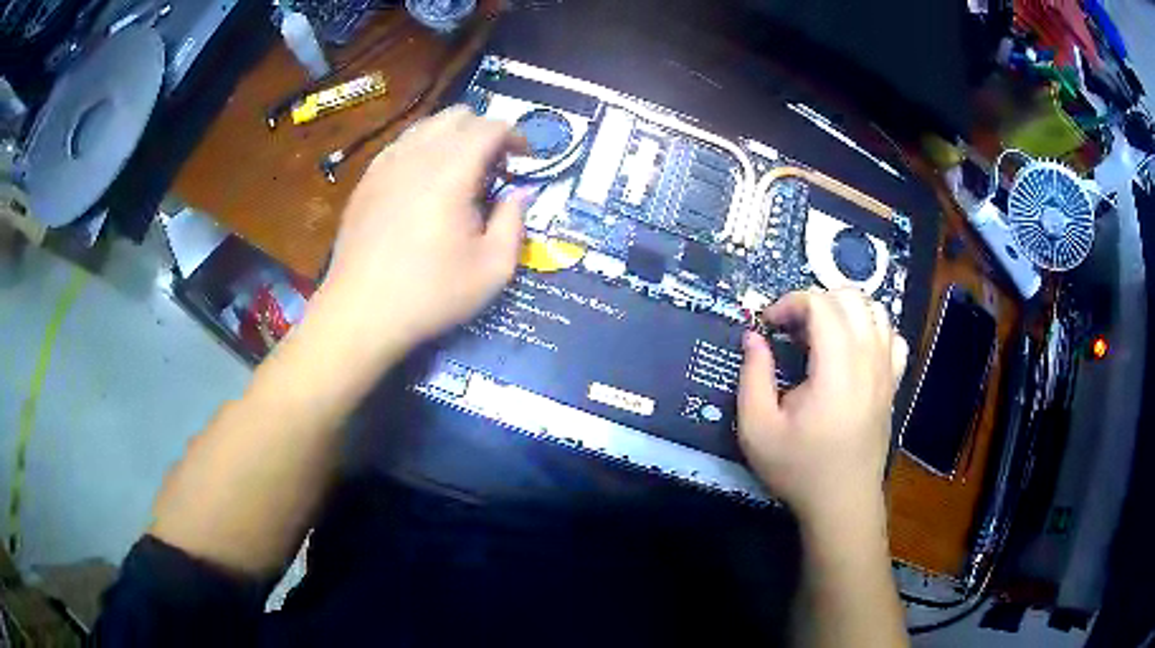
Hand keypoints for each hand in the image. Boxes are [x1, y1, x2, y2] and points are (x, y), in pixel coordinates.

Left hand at [314, 106, 527, 364]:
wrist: (361, 313)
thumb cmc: (430, 294)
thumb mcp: (492, 269)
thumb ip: (514, 222)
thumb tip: (521, 193)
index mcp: (451, 171)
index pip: (490, 127)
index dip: (516, 136)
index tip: (525, 160)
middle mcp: (417, 155)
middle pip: (458, 115)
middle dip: (484, 132)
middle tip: (493, 168)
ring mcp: (385, 164)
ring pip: (426, 126)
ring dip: (452, 138)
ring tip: (459, 174)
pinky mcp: (366, 180)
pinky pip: (401, 145)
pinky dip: (422, 150)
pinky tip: (423, 184)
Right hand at [737, 289, 907, 525]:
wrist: (842, 503)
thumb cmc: (799, 469)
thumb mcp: (757, 429)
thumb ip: (752, 376)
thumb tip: (753, 336)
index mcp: (836, 369)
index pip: (821, 304)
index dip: (790, 302)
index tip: (768, 325)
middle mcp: (868, 360)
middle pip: (851, 297)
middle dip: (815, 300)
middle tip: (792, 328)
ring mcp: (886, 371)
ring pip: (875, 310)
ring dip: (844, 310)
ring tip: (820, 334)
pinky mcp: (893, 383)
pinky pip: (892, 337)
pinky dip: (872, 329)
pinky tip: (854, 349)